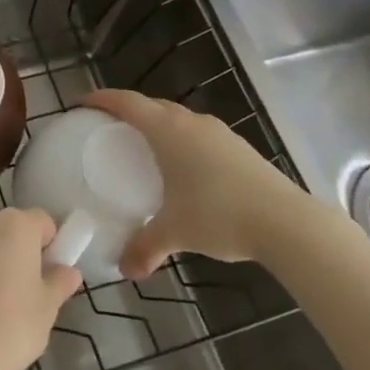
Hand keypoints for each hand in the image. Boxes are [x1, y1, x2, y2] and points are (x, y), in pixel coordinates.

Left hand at [0, 208, 82, 369]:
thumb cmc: (12, 326)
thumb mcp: (47, 307)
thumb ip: (60, 282)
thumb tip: (69, 271)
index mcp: (16, 224)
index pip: (44, 221)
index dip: (54, 245)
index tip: (55, 275)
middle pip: (17, 228)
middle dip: (28, 251)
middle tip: (36, 290)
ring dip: (5, 261)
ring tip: (11, 303)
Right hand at [83, 89, 310, 278]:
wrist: (287, 222)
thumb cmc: (220, 215)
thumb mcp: (175, 232)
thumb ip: (145, 247)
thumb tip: (125, 269)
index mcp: (168, 131)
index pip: (127, 103)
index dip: (102, 99)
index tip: (82, 103)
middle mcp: (191, 123)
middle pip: (152, 106)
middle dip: (129, 111)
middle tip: (109, 128)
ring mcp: (219, 133)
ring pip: (179, 119)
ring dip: (159, 126)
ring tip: (146, 148)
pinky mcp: (240, 148)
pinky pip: (199, 135)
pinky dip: (182, 142)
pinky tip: (185, 170)